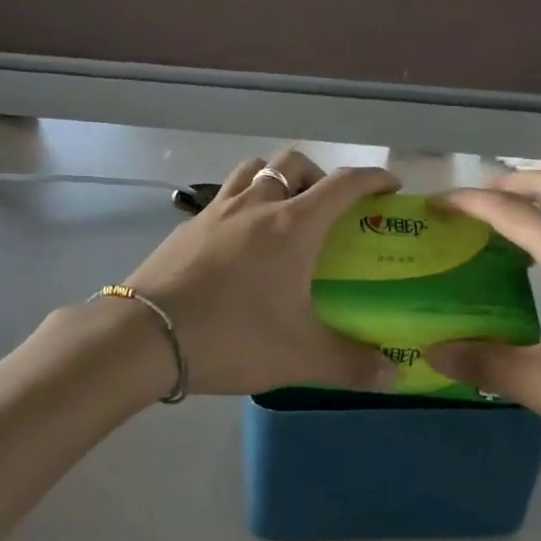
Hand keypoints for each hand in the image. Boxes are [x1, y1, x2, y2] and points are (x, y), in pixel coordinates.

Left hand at [122, 150, 402, 397]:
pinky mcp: (185, 228)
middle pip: (293, 164)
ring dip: (274, 179)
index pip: (343, 184)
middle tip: (328, 208)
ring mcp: (215, 213)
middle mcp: (255, 206)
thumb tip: (394, 376)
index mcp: (292, 226)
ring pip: (252, 171)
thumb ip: (352, 365)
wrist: (146, 336)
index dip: (372, 178)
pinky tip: (237, 243)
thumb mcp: (300, 357)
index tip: (390, 187)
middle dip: (319, 175)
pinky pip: (221, 198)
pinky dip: (240, 205)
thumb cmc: (232, 337)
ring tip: (282, 214)